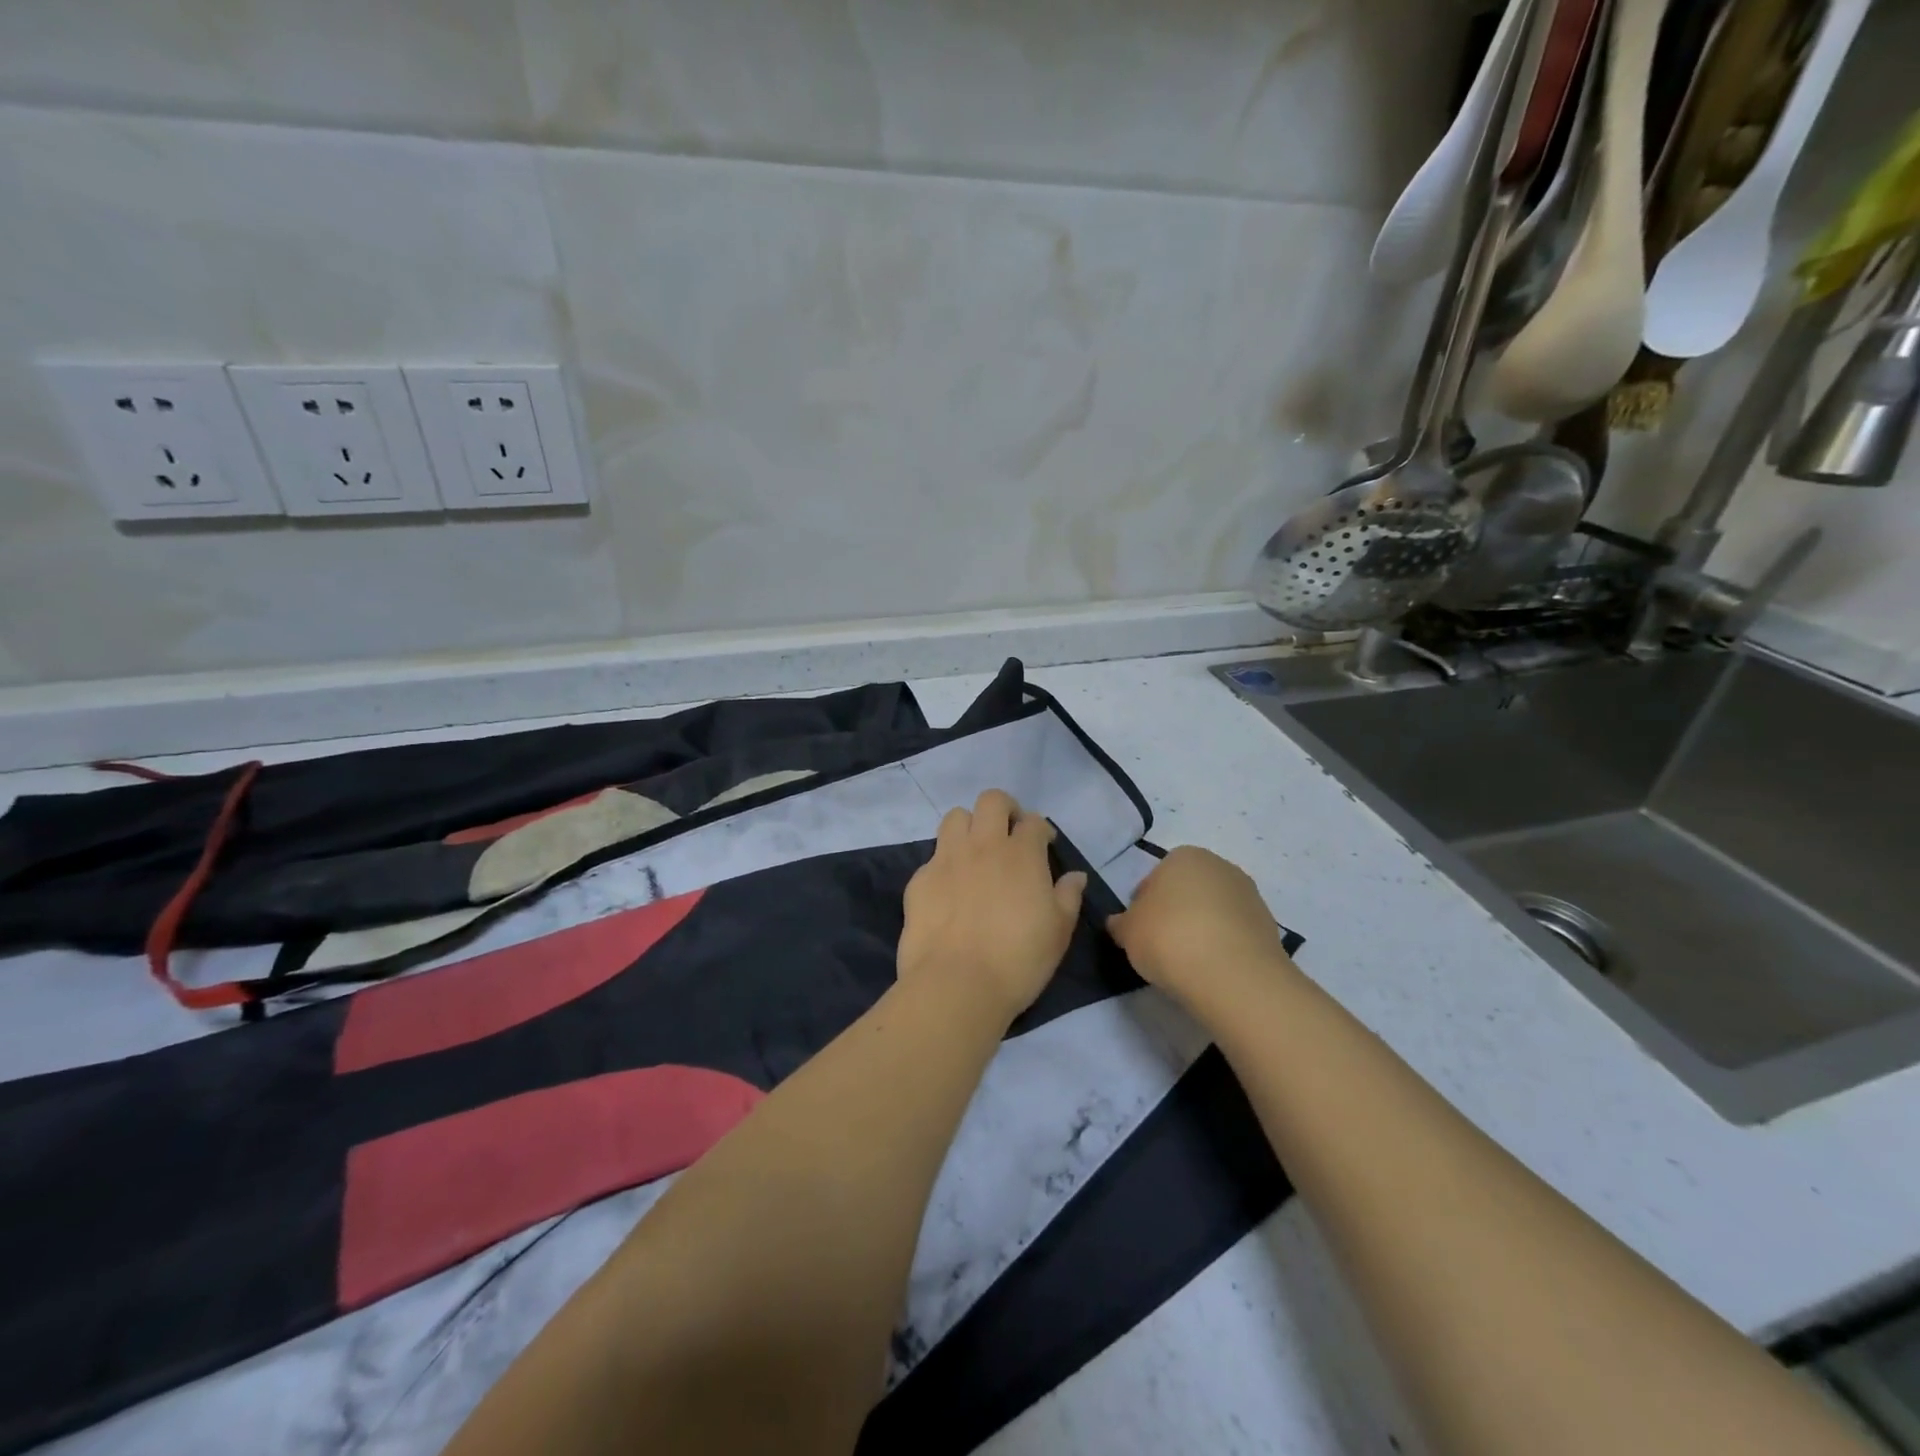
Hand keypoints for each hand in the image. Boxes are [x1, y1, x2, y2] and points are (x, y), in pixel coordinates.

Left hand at [898, 790, 1087, 1024]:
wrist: (956, 984)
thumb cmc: (1019, 960)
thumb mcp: (1059, 932)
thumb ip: (1068, 897)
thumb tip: (1075, 876)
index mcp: (1022, 854)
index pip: (1034, 821)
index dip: (1041, 829)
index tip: (1044, 844)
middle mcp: (983, 845)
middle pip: (991, 800)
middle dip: (1004, 809)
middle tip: (1009, 833)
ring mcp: (947, 859)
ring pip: (955, 817)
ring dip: (969, 826)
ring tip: (975, 851)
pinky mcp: (920, 879)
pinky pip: (933, 856)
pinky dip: (945, 864)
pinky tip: (950, 889)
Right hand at [1107, 847, 1294, 1007]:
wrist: (1232, 975)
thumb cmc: (1169, 939)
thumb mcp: (1127, 932)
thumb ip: (1121, 924)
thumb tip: (1120, 924)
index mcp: (1183, 856)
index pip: (1155, 878)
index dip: (1144, 905)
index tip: (1141, 932)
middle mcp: (1219, 866)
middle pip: (1188, 891)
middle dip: (1175, 913)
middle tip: (1162, 946)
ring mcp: (1249, 895)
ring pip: (1213, 911)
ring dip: (1201, 929)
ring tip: (1189, 963)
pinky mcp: (1269, 926)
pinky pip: (1234, 933)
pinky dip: (1223, 946)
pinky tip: (1213, 970)